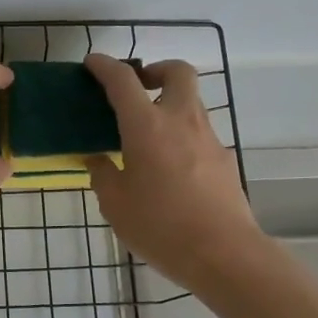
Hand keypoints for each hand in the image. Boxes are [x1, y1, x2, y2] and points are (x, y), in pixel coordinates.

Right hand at [84, 54, 263, 288]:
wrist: (224, 254)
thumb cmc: (160, 226)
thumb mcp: (115, 204)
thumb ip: (102, 175)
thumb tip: (97, 159)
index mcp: (147, 126)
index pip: (123, 80)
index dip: (104, 66)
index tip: (92, 63)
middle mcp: (181, 121)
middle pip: (177, 71)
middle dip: (156, 69)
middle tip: (137, 88)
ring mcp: (209, 138)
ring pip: (192, 101)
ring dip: (169, 103)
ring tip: (148, 134)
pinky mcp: (224, 160)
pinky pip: (200, 133)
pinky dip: (182, 135)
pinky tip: (169, 167)